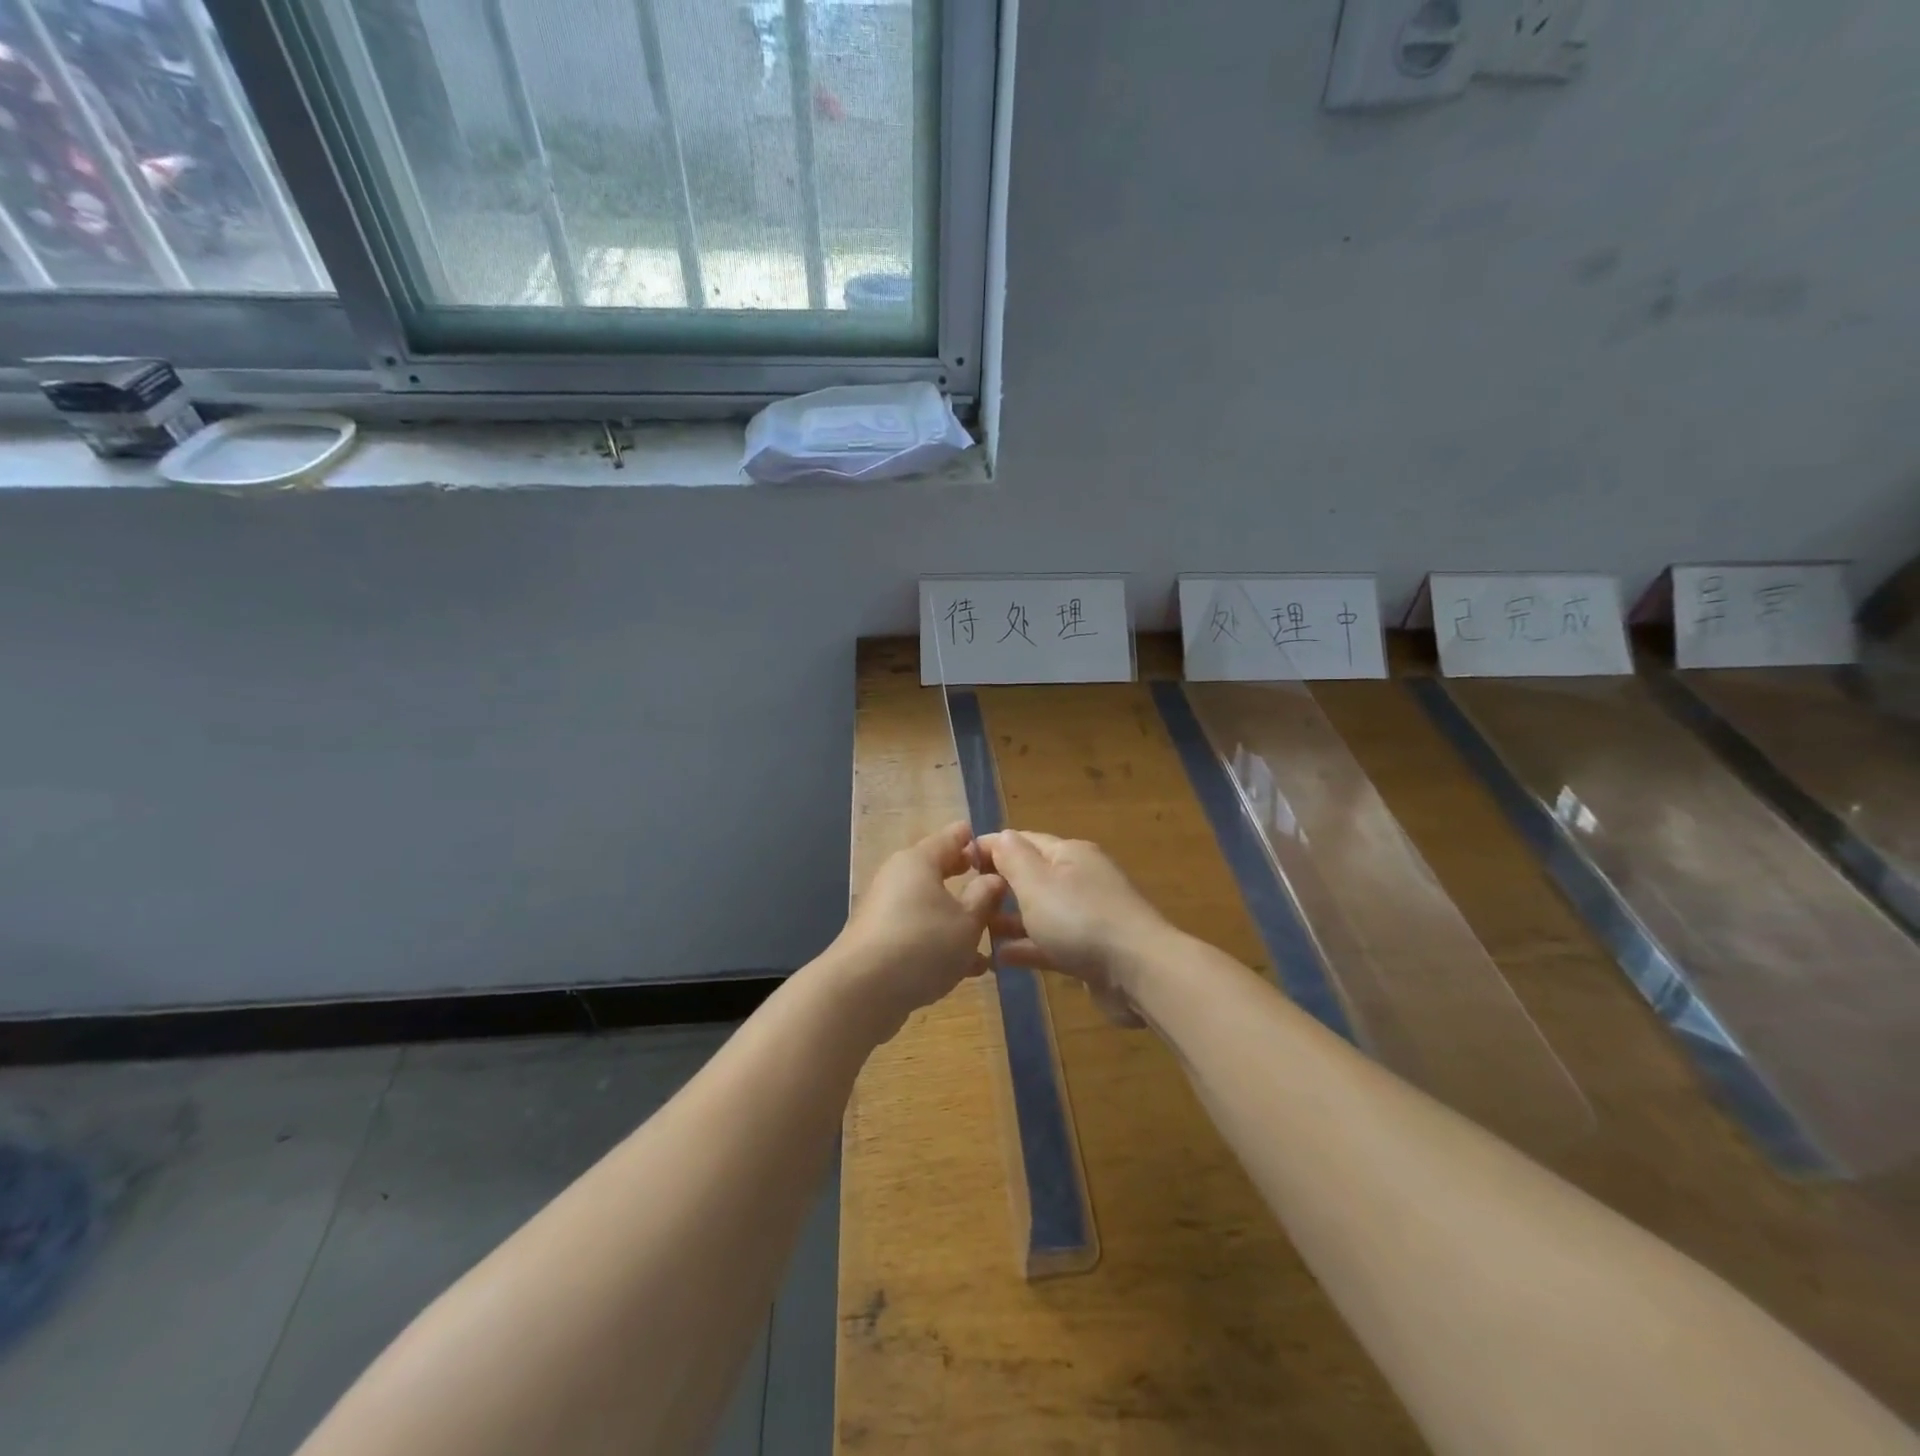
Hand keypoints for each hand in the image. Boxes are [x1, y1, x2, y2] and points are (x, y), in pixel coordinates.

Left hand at [830, 821, 1005, 1034]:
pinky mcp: (880, 942)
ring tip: (990, 937)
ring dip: (957, 918)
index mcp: (919, 861)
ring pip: (930, 906)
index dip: (975, 841)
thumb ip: (985, 897)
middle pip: (937, 871)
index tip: (999, 849)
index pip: (952, 837)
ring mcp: (885, 911)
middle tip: (995, 886)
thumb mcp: (967, 921)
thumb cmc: (922, 944)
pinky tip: (967, 969)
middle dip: (966, 879)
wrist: (861, 992)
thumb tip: (994, 877)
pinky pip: (918, 933)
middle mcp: (898, 878)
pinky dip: (940, 942)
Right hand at [976, 830, 1172, 1023]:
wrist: (1139, 971)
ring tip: (977, 931)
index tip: (958, 861)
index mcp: (1068, 854)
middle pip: (1032, 876)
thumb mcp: (1036, 882)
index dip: (990, 848)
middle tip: (965, 901)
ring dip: (1010, 920)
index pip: (1022, 841)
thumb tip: (999, 836)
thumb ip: (1013, 858)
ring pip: (1041, 911)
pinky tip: (1001, 958)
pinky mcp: (1092, 950)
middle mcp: (1080, 878)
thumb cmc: (1079, 919)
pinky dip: (1028, 946)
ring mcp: (1088, 915)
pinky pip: (1052, 942)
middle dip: (999, 886)